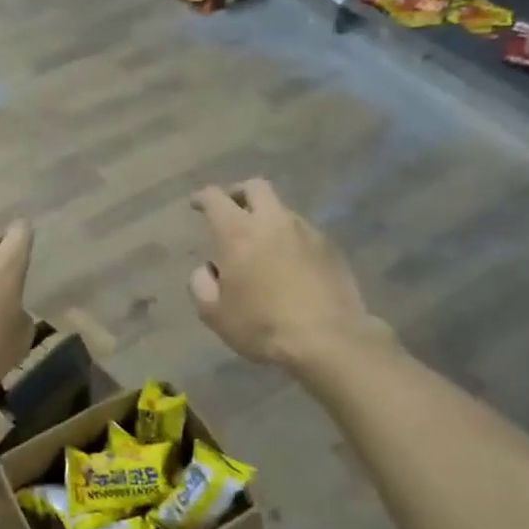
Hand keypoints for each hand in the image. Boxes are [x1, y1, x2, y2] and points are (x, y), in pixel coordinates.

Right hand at [189, 179, 388, 370]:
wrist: (329, 340)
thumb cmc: (262, 325)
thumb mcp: (214, 313)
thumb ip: (201, 284)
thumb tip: (209, 269)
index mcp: (238, 233)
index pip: (216, 198)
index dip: (203, 197)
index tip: (197, 203)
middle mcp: (273, 222)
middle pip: (255, 188)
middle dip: (238, 193)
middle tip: (230, 209)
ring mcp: (307, 232)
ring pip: (282, 210)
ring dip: (266, 218)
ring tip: (260, 244)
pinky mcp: (331, 249)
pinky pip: (303, 233)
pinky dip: (289, 239)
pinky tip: (287, 264)